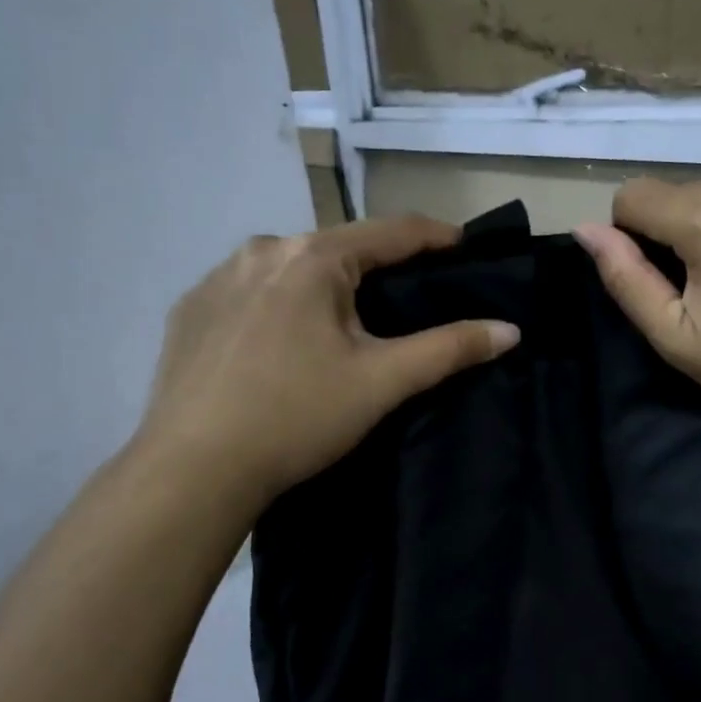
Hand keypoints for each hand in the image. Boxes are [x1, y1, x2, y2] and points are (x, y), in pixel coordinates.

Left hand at [132, 216, 518, 512]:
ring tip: (344, 326)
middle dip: (377, 268)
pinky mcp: (190, 310)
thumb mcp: (382, 382)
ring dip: (325, 286)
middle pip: (339, 248)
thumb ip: (450, 349)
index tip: (466, 248)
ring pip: (291, 268)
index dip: (436, 237)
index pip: (392, 231)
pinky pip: (251, 292)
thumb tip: (510, 330)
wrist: (191, 470)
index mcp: (312, 257)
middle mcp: (262, 250)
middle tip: (407, 300)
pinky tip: (282, 344)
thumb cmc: (296, 417)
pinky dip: (279, 305)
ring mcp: (217, 277)